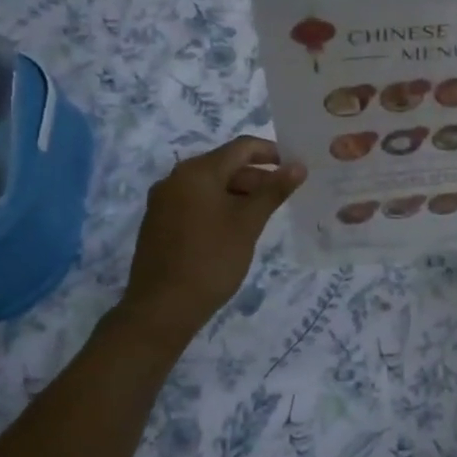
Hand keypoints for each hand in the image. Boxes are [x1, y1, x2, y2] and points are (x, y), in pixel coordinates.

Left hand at [122, 137, 305, 339]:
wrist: (161, 309)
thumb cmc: (211, 260)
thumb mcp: (248, 223)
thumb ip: (274, 190)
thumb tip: (298, 166)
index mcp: (197, 171)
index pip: (241, 147)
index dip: (271, 152)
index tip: (293, 168)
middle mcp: (175, 178)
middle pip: (224, 165)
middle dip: (255, 176)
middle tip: (281, 197)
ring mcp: (163, 201)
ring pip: (209, 185)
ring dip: (238, 193)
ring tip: (261, 215)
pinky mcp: (158, 222)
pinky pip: (194, 202)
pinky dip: (218, 206)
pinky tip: (233, 229)